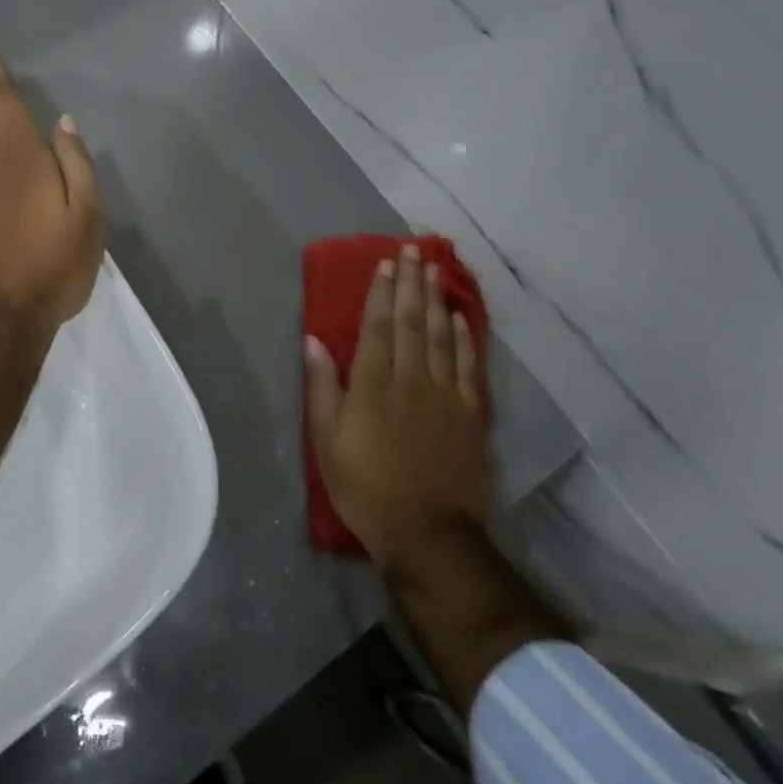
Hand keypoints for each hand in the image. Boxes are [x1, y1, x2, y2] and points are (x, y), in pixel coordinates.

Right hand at [304, 246, 490, 572]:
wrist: (428, 533)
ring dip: (436, 300)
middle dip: (412, 284)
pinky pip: (467, 366)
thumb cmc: (367, 490)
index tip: (387, 263)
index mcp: (373, 385)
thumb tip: (313, 342)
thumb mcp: (328, 444)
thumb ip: (323, 389)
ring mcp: (445, 395)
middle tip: (414, 250)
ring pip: (440, 336)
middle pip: (411, 322)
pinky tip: (459, 319)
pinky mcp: (469, 414)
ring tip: (436, 271)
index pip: (378, 327)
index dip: (382, 293)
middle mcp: (411, 379)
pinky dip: (463, 339)